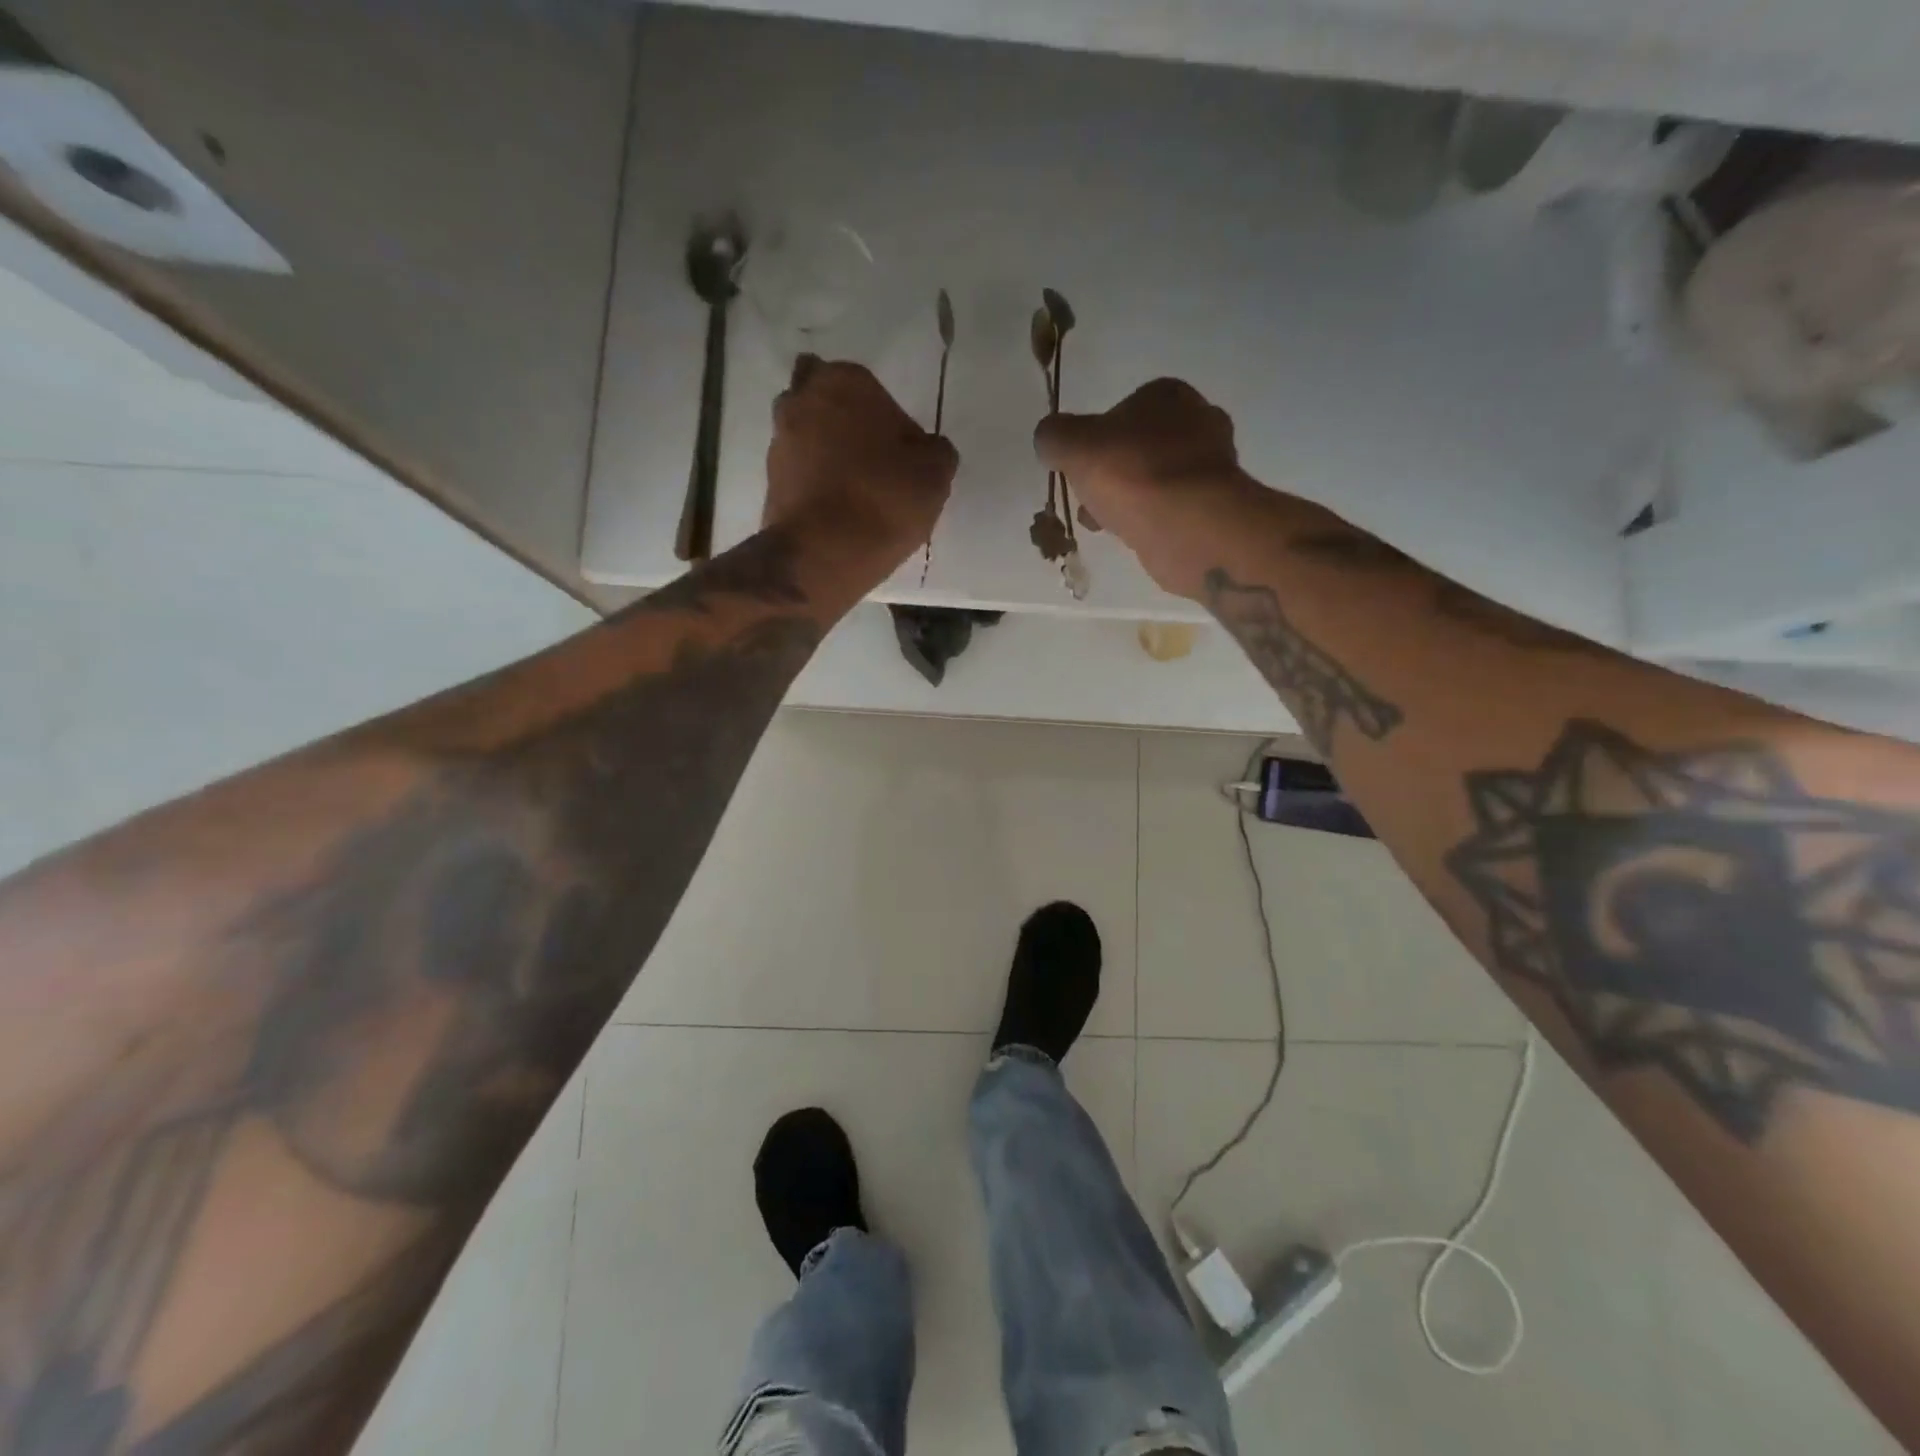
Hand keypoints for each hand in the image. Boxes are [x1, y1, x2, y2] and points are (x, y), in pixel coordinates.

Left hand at [766, 357, 956, 566]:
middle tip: (870, 460)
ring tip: (854, 493)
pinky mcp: (768, 481)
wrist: (823, 554)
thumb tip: (923, 450)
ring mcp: (778, 441)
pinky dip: (814, 485)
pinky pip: (799, 474)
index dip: (885, 418)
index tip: (900, 452)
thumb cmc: (885, 499)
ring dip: (826, 454)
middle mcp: (802, 399)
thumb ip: (934, 450)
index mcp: (844, 381)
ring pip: (807, 437)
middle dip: (843, 423)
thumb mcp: (935, 472)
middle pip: (825, 402)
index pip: (869, 386)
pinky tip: (837, 512)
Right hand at [1034, 378, 1258, 597]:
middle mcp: (1199, 421)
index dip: (1095, 438)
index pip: (1123, 409)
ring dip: (1128, 499)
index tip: (1080, 467)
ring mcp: (1213, 466)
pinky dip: (1149, 519)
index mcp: (1169, 395)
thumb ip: (1054, 436)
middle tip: (1090, 498)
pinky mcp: (1215, 505)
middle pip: (1139, 447)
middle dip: (1112, 473)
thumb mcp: (1073, 445)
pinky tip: (1132, 535)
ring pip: (1154, 479)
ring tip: (1105, 522)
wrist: (1187, 525)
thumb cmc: (1132, 473)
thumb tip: (1049, 440)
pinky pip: (1171, 508)